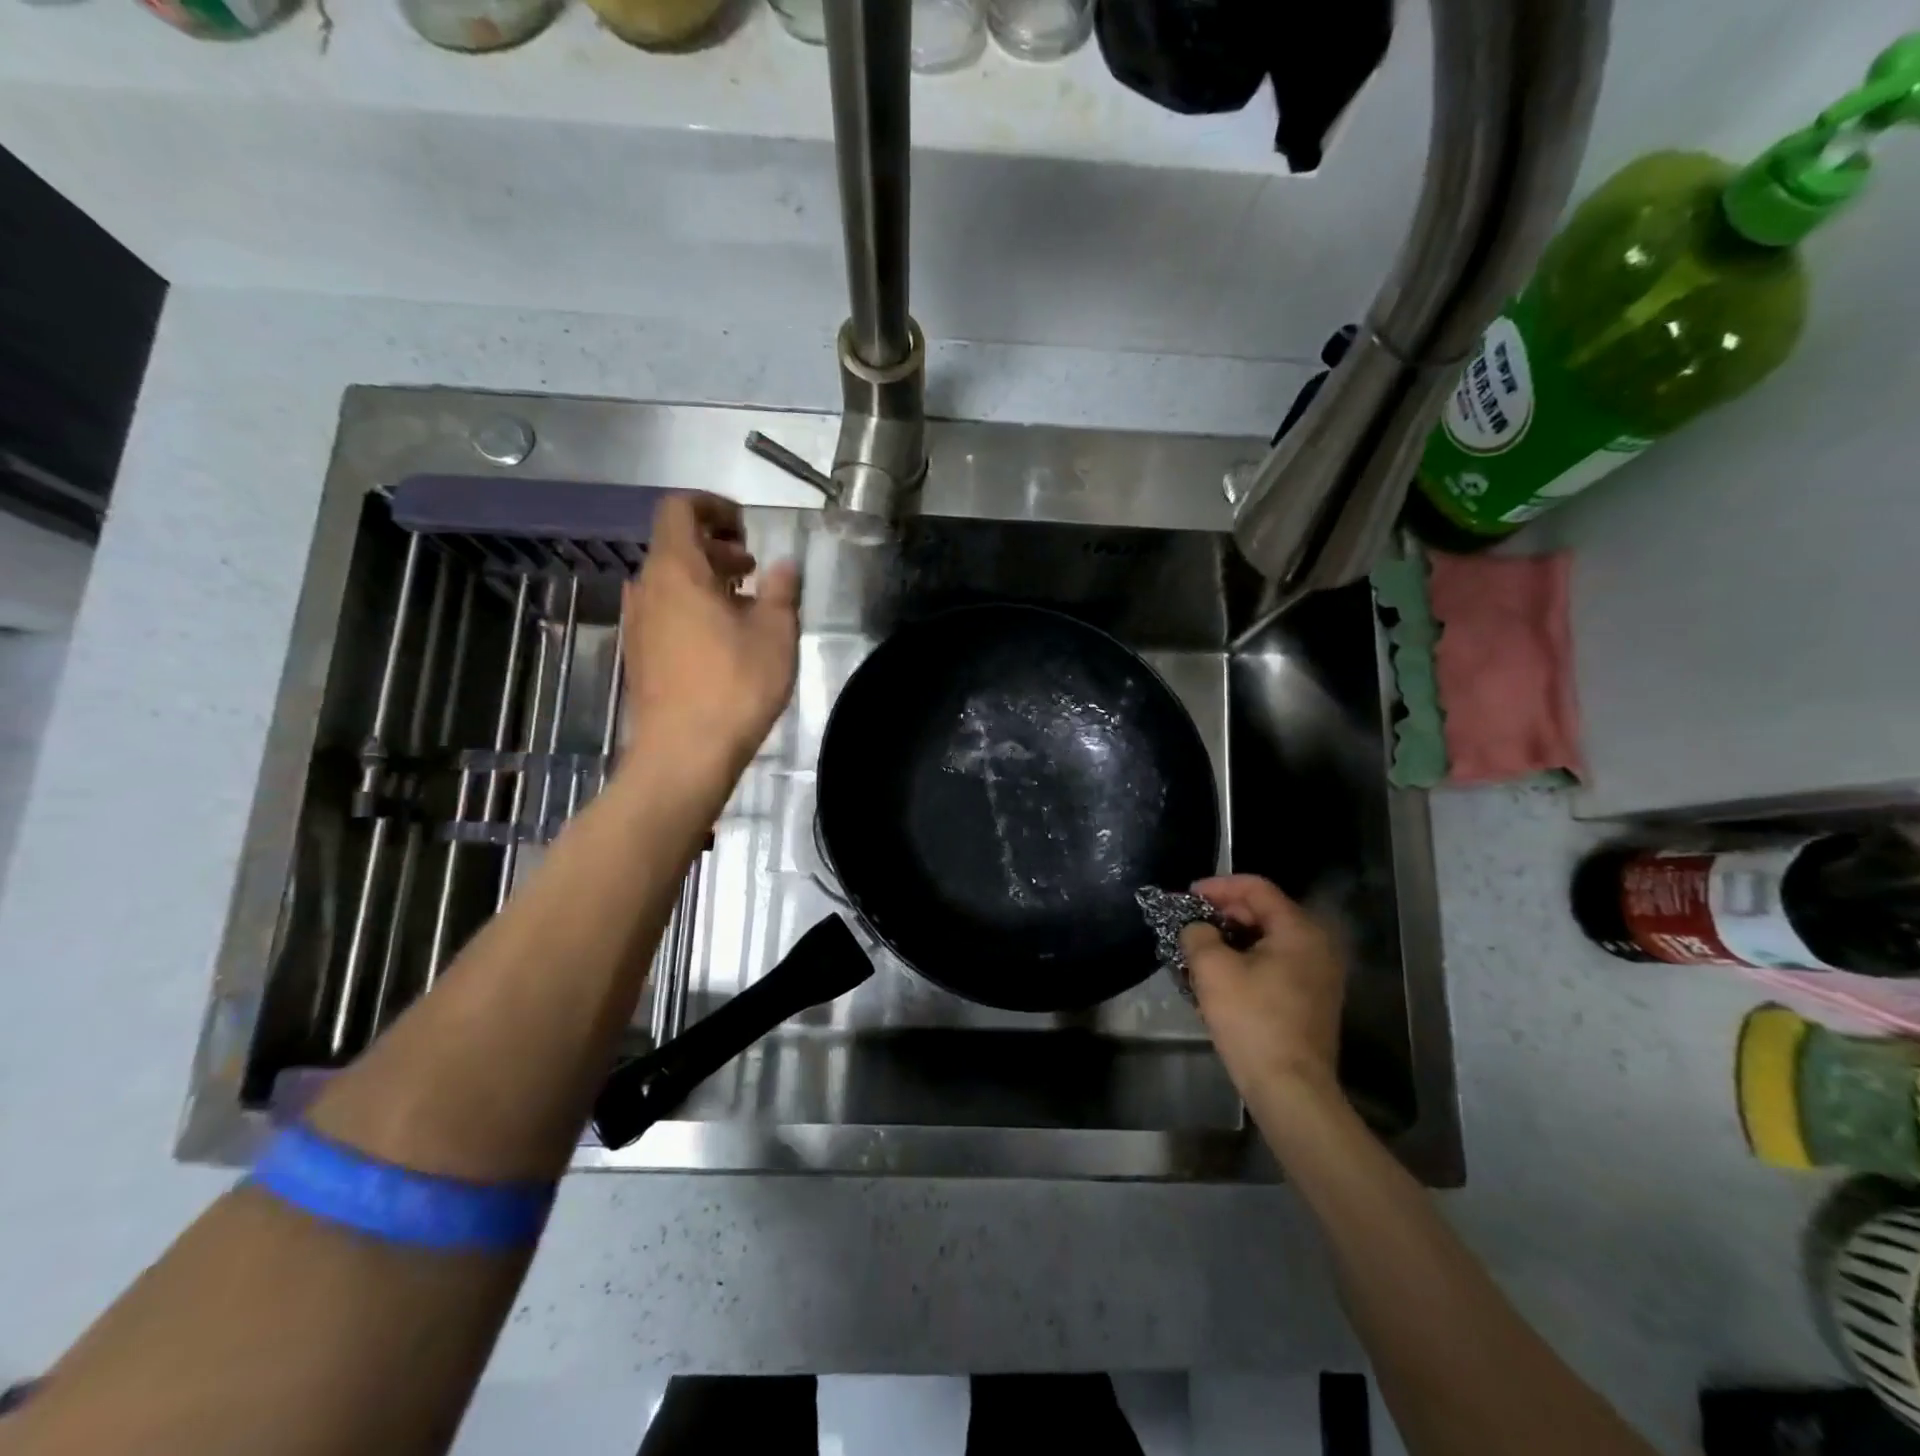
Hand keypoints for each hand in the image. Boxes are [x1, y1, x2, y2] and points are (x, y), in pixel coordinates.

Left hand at [622, 492, 799, 776]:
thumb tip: (784, 565)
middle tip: (754, 568)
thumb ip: (782, 591)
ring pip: (670, 582)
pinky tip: (723, 640)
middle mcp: (646, 588)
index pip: (679, 509)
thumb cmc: (734, 686)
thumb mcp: (775, 634)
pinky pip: (665, 612)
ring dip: (706, 580)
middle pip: (675, 546)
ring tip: (746, 605)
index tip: (746, 527)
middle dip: (716, 547)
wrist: (683, 754)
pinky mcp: (639, 654)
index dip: (713, 506)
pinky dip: (692, 608)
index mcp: (676, 570)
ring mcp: (637, 623)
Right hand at [1180, 874, 1345, 1103]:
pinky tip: (1218, 978)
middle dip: (1222, 914)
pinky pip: (1274, 965)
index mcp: (1299, 931)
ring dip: (1231, 940)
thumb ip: (1198, 934)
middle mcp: (1317, 947)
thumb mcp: (1213, 969)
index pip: (1256, 888)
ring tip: (1198, 951)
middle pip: (1264, 912)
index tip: (1186, 897)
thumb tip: (1196, 928)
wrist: (1290, 1089)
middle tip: (1189, 924)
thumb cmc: (1252, 1020)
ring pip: (1267, 941)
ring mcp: (1318, 976)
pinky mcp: (1311, 1001)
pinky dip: (1246, 962)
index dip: (1218, 886)